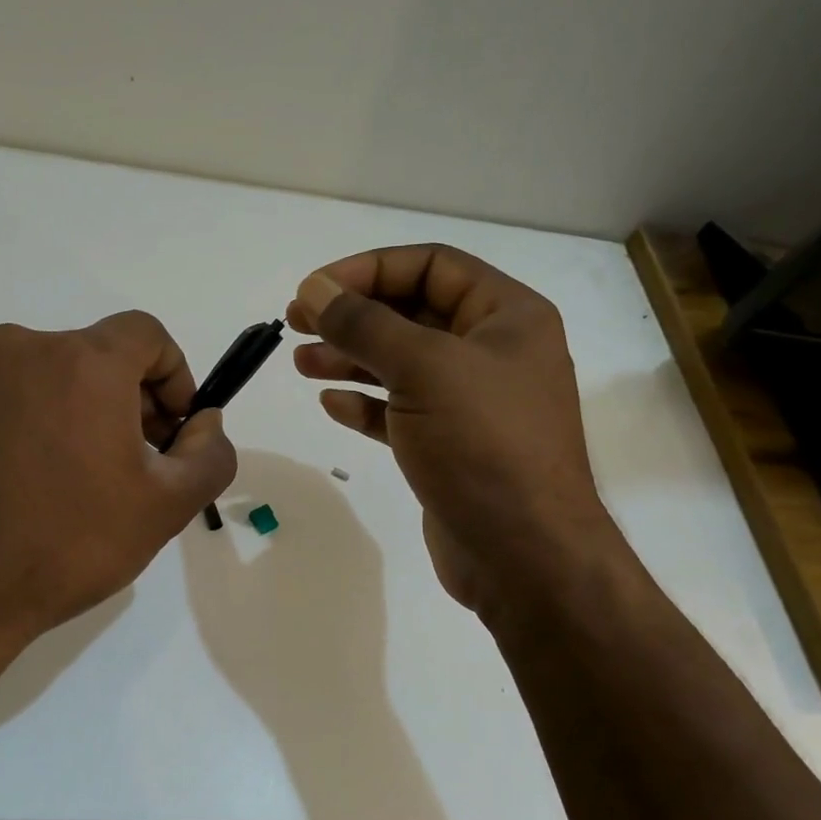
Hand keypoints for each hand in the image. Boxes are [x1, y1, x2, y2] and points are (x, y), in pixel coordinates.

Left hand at [0, 311, 235, 650]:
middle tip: (125, 462)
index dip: (172, 375)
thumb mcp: (167, 506)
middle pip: (92, 355)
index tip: (170, 429)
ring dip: (68, 408)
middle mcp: (20, 347)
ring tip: (65, 474)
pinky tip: (15, 477)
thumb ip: (209, 453)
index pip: (146, 334)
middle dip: (122, 399)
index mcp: (83, 362)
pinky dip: (18, 419)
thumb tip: (204, 421)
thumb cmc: (70, 544)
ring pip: (41, 373)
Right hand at [286, 244, 612, 613]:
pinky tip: (331, 404)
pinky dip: (367, 404)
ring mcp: (472, 402)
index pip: (432, 266)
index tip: (315, 288)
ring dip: (350, 358)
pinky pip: (401, 410)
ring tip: (301, 362)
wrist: (523, 554)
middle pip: (412, 313)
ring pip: (401, 364)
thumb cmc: (483, 445)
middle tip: (297, 320)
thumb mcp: (423, 369)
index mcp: (507, 316)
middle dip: (353, 315)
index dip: (369, 270)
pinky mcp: (450, 446)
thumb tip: (315, 288)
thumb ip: (365, 324)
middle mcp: (492, 352)